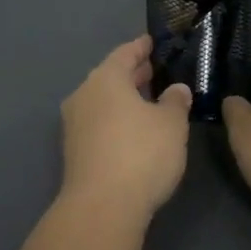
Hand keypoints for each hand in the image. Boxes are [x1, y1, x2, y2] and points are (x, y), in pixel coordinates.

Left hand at [59, 35, 192, 217]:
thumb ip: (175, 101)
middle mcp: (84, 95)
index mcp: (105, 79)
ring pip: (103, 101)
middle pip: (110, 77)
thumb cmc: (141, 153)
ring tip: (148, 100)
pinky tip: (133, 129)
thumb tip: (176, 89)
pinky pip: (98, 122)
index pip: (124, 54)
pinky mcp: (74, 151)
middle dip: (132, 74)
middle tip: (154, 70)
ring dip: (123, 98)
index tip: (151, 42)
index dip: (140, 47)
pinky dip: (116, 118)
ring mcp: (75, 124)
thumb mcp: (171, 124)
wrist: (102, 207)